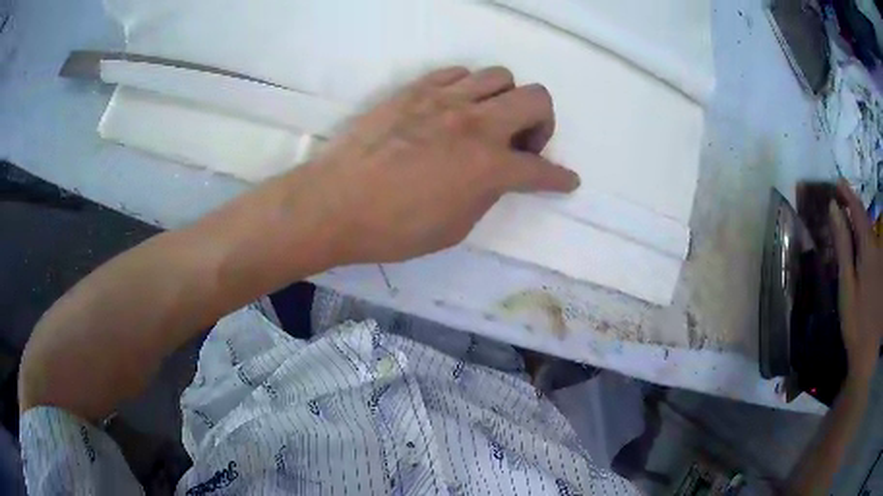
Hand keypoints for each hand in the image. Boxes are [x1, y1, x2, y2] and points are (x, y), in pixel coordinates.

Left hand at [306, 66, 579, 263]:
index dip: (560, 178)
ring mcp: (444, 99)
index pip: (541, 169)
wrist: (335, 203)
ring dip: (507, 99)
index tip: (566, 180)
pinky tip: (455, 108)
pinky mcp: (415, 89)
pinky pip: (457, 73)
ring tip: (488, 121)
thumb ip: (486, 194)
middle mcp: (475, 123)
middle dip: (543, 123)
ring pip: (500, 75)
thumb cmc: (394, 229)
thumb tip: (496, 175)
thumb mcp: (454, 227)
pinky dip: (468, 88)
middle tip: (523, 144)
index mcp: (488, 166)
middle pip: (537, 98)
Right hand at [829, 180, 882, 382]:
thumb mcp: (847, 284)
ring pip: (870, 231)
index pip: (858, 211)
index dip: (848, 195)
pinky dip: (865, 237)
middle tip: (841, 199)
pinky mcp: (881, 273)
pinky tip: (860, 242)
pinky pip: (873, 245)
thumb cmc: (857, 321)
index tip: (837, 183)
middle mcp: (877, 247)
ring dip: (860, 221)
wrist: (869, 352)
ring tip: (849, 218)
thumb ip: (843, 245)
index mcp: (868, 248)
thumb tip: (834, 208)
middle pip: (866, 219)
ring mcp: (880, 260)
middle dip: (854, 206)